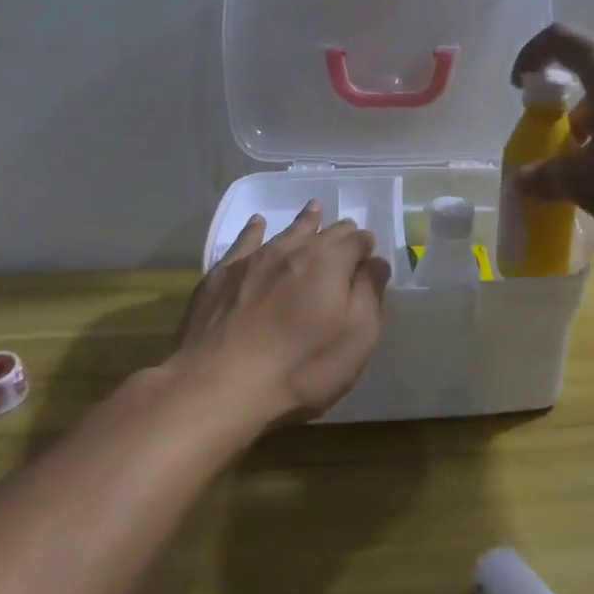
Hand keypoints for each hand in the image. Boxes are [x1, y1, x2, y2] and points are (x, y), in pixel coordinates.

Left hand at [171, 201, 392, 428]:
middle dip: (340, 232)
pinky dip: (255, 230)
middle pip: (324, 231)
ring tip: (314, 209)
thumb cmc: (301, 367)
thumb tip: (375, 262)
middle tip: (347, 232)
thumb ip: (369, 294)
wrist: (219, 385)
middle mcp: (294, 249)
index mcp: (331, 262)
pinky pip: (244, 241)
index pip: (357, 241)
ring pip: (287, 231)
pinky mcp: (222, 275)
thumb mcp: (356, 338)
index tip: (369, 257)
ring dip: (305, 221)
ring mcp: (254, 259)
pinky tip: (257, 224)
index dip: (366, 247)